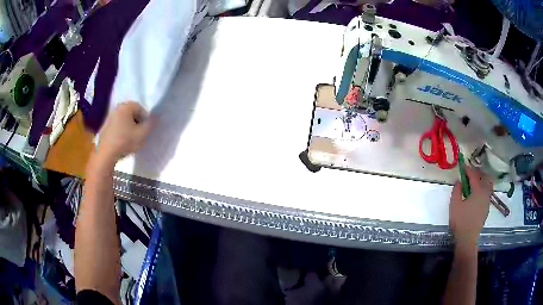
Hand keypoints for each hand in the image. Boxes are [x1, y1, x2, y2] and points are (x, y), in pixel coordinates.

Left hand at [97, 102, 153, 162]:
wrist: (106, 154)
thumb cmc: (125, 141)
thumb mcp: (142, 134)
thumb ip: (151, 124)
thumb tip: (156, 117)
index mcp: (126, 106)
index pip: (140, 108)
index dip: (145, 119)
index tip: (145, 130)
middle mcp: (117, 108)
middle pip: (131, 113)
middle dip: (137, 122)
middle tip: (139, 134)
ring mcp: (109, 117)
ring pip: (123, 119)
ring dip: (128, 126)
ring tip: (130, 138)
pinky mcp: (104, 126)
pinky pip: (116, 125)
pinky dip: (121, 131)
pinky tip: (122, 141)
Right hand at [449, 166, 492, 247]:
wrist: (468, 238)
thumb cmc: (460, 221)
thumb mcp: (454, 204)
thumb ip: (456, 190)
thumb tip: (459, 181)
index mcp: (478, 190)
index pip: (474, 175)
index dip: (468, 169)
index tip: (463, 166)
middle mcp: (485, 193)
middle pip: (484, 178)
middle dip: (478, 173)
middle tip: (470, 173)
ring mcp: (487, 201)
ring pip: (487, 185)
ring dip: (482, 181)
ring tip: (474, 183)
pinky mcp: (487, 208)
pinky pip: (487, 193)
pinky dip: (483, 189)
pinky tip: (476, 194)